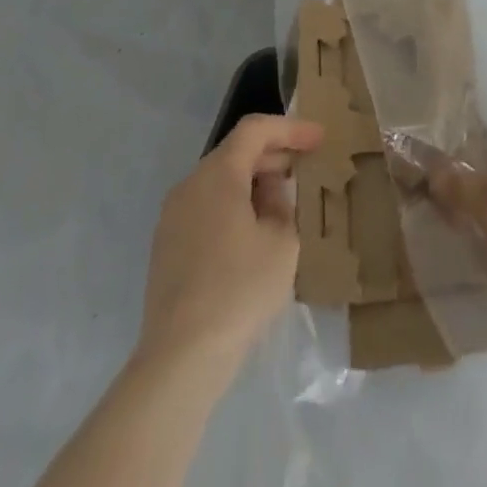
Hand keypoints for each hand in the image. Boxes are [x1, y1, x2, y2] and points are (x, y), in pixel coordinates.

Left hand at [137, 114, 322, 374]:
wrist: (180, 358)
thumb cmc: (239, 290)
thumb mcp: (282, 242)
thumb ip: (282, 205)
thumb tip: (270, 195)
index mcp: (218, 174)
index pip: (255, 130)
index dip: (290, 128)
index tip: (319, 139)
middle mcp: (190, 185)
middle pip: (235, 153)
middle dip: (274, 155)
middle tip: (306, 168)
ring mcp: (173, 217)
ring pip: (220, 181)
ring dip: (254, 182)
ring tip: (284, 202)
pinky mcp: (167, 247)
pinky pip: (207, 208)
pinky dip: (234, 206)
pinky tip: (255, 233)